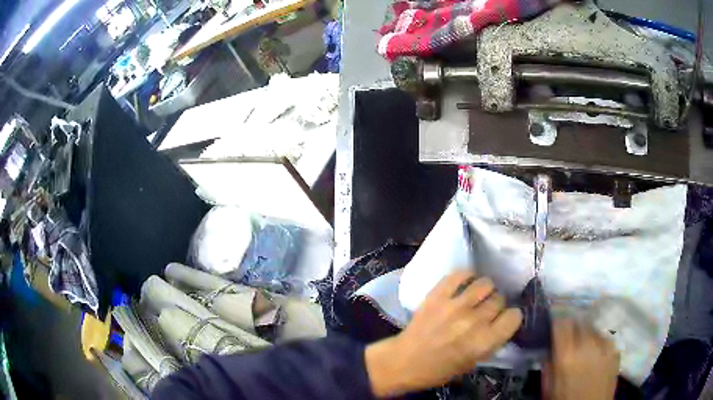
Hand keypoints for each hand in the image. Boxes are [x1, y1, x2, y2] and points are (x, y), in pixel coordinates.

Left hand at [365, 271, 522, 396]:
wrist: (405, 361)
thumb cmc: (439, 369)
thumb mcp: (473, 362)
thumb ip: (491, 342)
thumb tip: (502, 322)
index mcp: (484, 342)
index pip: (514, 316)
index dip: (510, 317)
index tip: (504, 319)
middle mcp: (474, 321)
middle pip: (500, 299)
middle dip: (496, 305)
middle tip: (486, 310)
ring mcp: (455, 306)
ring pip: (485, 284)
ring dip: (484, 290)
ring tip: (477, 296)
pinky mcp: (437, 295)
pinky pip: (460, 274)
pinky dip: (466, 276)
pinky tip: (465, 282)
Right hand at [543, 319, 619, 399]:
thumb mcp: (549, 387)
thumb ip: (548, 366)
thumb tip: (549, 349)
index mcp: (566, 356)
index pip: (562, 323)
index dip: (558, 320)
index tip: (555, 323)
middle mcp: (587, 345)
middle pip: (580, 321)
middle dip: (573, 326)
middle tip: (569, 335)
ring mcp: (605, 346)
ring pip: (593, 328)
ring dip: (586, 333)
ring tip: (583, 346)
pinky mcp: (615, 350)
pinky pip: (605, 338)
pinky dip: (598, 342)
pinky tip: (595, 354)